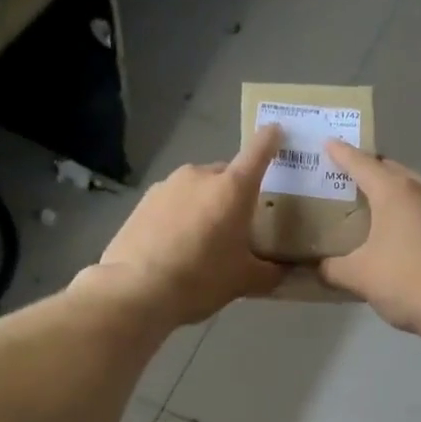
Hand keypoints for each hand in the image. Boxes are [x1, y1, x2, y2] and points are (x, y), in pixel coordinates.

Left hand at [90, 125, 285, 325]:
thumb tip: (284, 272)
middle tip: (239, 224)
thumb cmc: (201, 279)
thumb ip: (271, 273)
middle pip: (226, 175)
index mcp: (233, 188)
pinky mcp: (144, 201)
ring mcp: (168, 185)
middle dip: (235, 193)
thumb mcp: (244, 281)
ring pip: (197, 188)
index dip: (270, 139)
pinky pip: (173, 201)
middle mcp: (200, 176)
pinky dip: (180, 215)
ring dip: (205, 204)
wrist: (136, 290)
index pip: (258, 152)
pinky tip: (176, 244)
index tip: (276, 131)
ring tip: (204, 238)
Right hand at [318, 142, 420, 335]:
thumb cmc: (407, 283)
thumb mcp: (360, 278)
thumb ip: (334, 269)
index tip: (329, 142)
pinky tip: (410, 233)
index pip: (362, 164)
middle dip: (372, 171)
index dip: (342, 154)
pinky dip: (417, 213)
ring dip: (398, 193)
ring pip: (418, 189)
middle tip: (352, 179)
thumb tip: (320, 268)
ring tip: (381, 207)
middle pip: (393, 171)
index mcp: (396, 192)